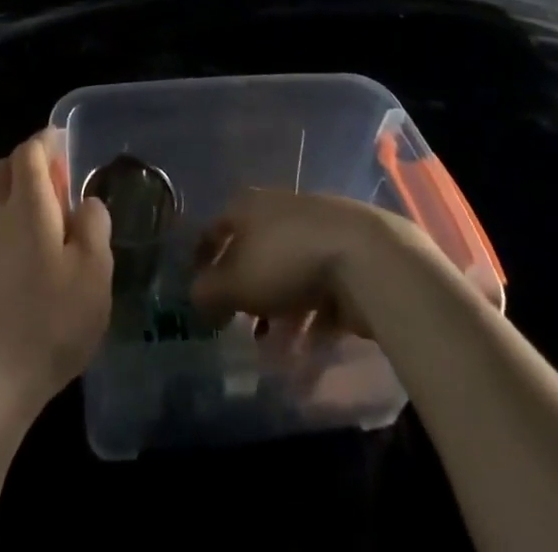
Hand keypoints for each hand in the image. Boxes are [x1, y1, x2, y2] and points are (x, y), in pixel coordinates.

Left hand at [0, 130, 112, 425]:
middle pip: (4, 170)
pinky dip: (10, 233)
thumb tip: (85, 203)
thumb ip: (94, 226)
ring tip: (52, 230)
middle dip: (29, 164)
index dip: (46, 140)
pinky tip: (31, 269)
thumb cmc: (48, 321)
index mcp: (25, 205)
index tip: (64, 142)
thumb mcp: (94, 272)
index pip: (28, 151)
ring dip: (19, 200)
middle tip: (60, 183)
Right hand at [191, 189, 411, 339]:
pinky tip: (304, 352)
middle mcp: (279, 212)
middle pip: (253, 252)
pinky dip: (308, 321)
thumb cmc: (286, 260)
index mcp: (248, 205)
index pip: (216, 228)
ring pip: (285, 277)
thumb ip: (209, 292)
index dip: (202, 258)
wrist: (363, 257)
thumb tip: (193, 297)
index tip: (197, 291)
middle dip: (244, 291)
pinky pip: (316, 293)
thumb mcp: (236, 281)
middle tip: (235, 325)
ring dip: (276, 314)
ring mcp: (314, 234)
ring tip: (272, 351)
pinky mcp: (343, 260)